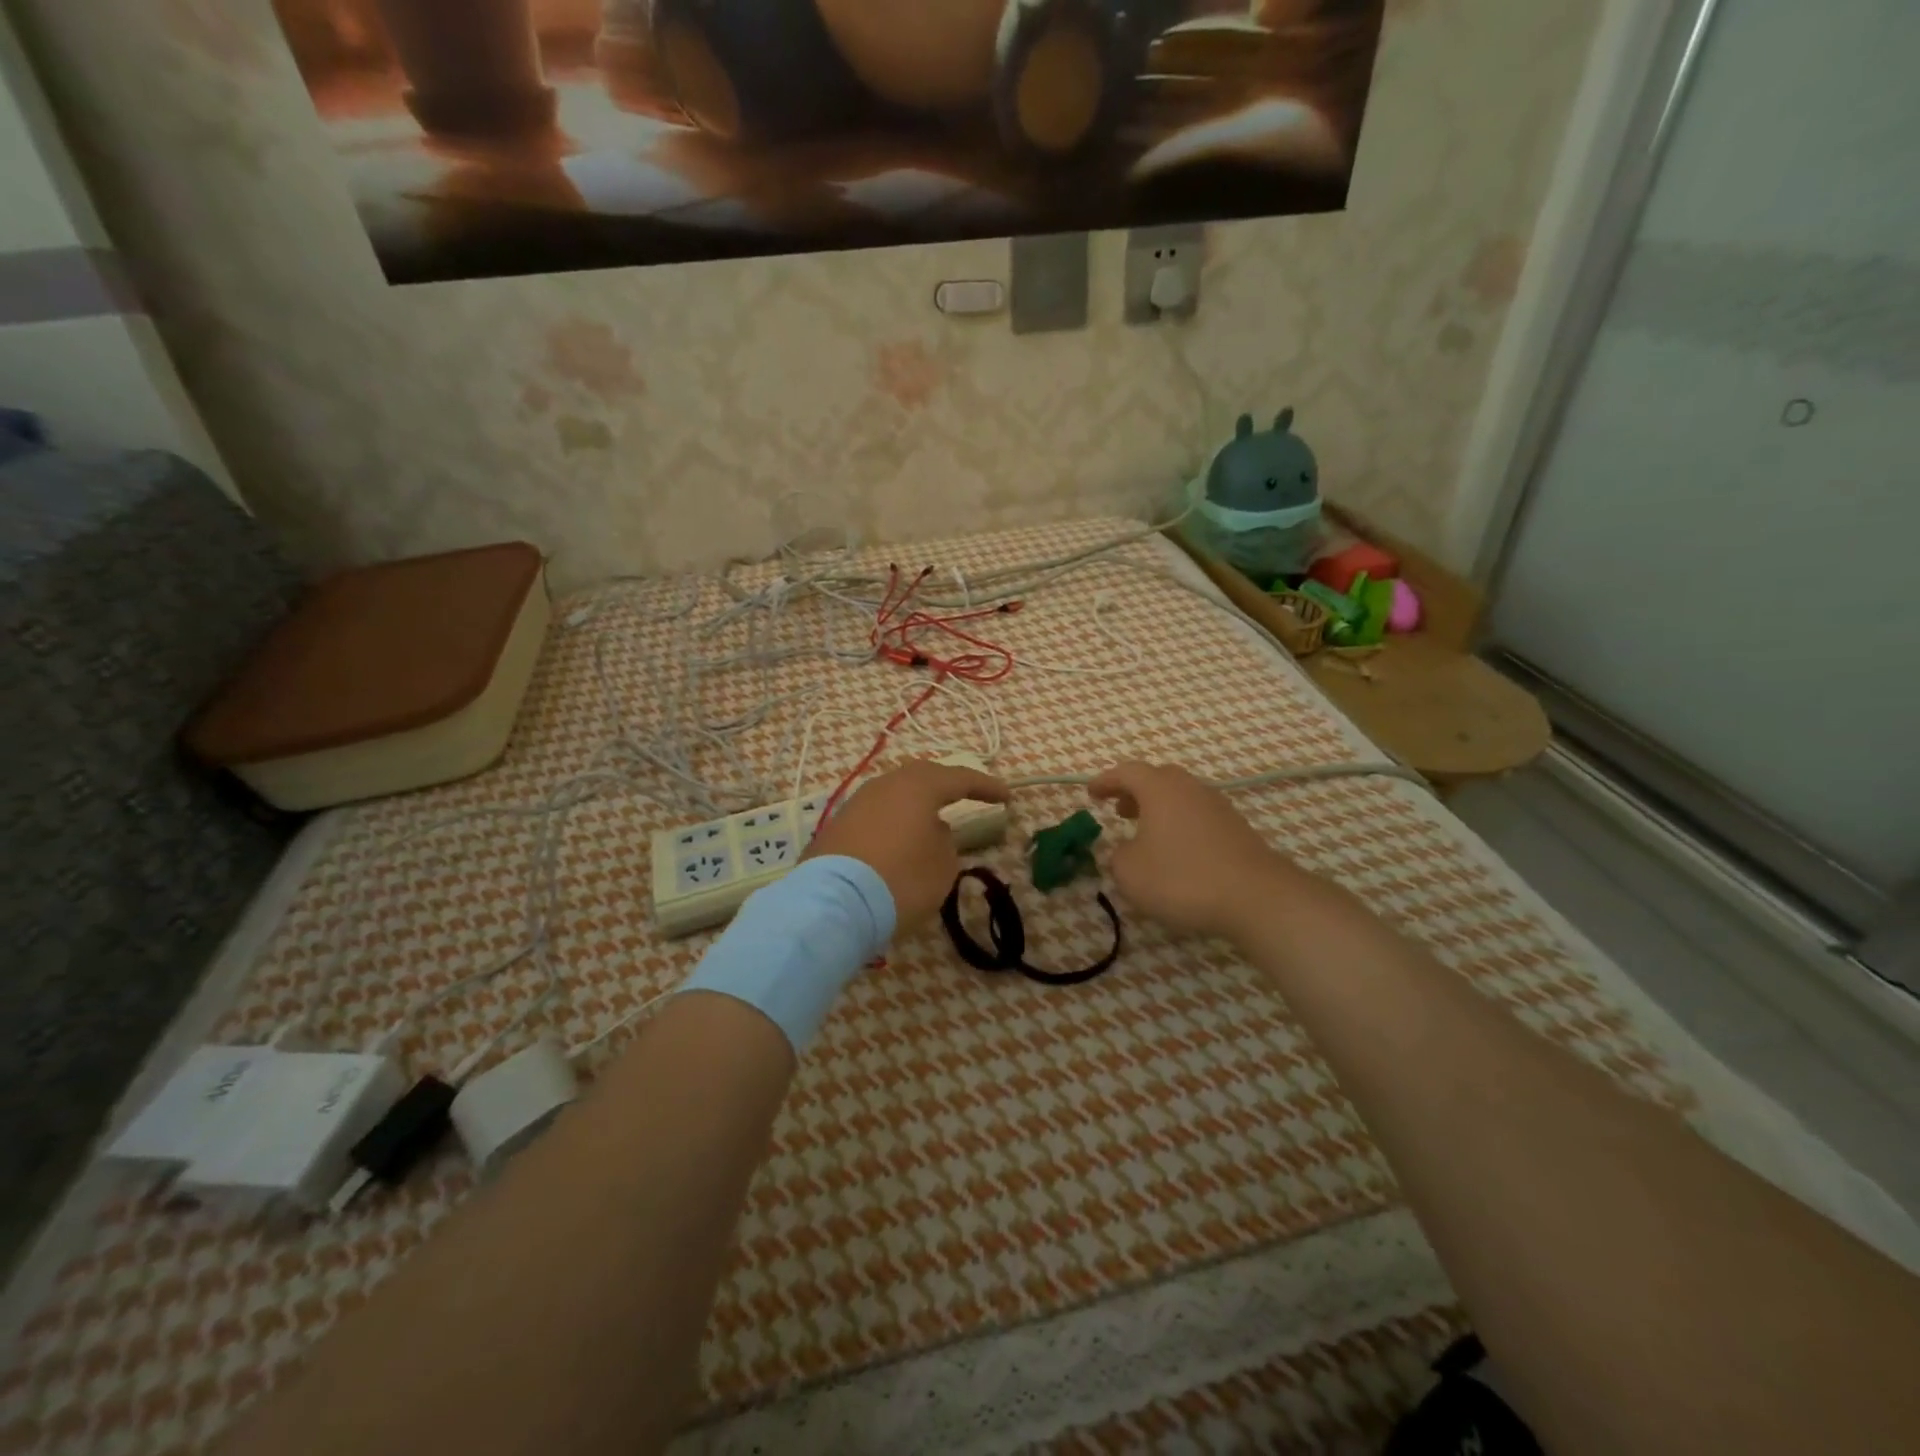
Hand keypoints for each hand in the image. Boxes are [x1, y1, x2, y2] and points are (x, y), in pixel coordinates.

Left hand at [806, 760, 1009, 928]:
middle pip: (921, 777)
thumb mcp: (942, 866)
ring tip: (931, 821)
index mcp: (917, 787)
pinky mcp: (836, 827)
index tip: (1007, 797)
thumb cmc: (901, 879)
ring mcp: (856, 803)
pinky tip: (898, 840)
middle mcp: (885, 785)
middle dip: (946, 786)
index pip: (960, 778)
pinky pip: (875, 815)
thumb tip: (933, 831)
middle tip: (966, 796)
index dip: (986, 787)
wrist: (834, 904)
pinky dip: (893, 823)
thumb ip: (946, 842)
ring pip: (894, 794)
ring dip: (916, 805)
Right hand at [1089, 761, 1300, 939]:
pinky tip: (1177, 852)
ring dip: (1160, 809)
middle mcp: (1190, 789)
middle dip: (1135, 791)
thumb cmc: (1182, 878)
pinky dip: (1181, 825)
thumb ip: (1118, 856)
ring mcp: (1218, 807)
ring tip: (1146, 833)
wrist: (1256, 898)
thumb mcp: (1131, 873)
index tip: (1091, 794)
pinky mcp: (1237, 830)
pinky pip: (1199, 817)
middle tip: (1120, 810)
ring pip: (1182, 797)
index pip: (1127, 772)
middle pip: (1159, 778)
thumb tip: (1126, 850)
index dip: (1106, 781)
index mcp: (1160, 789)